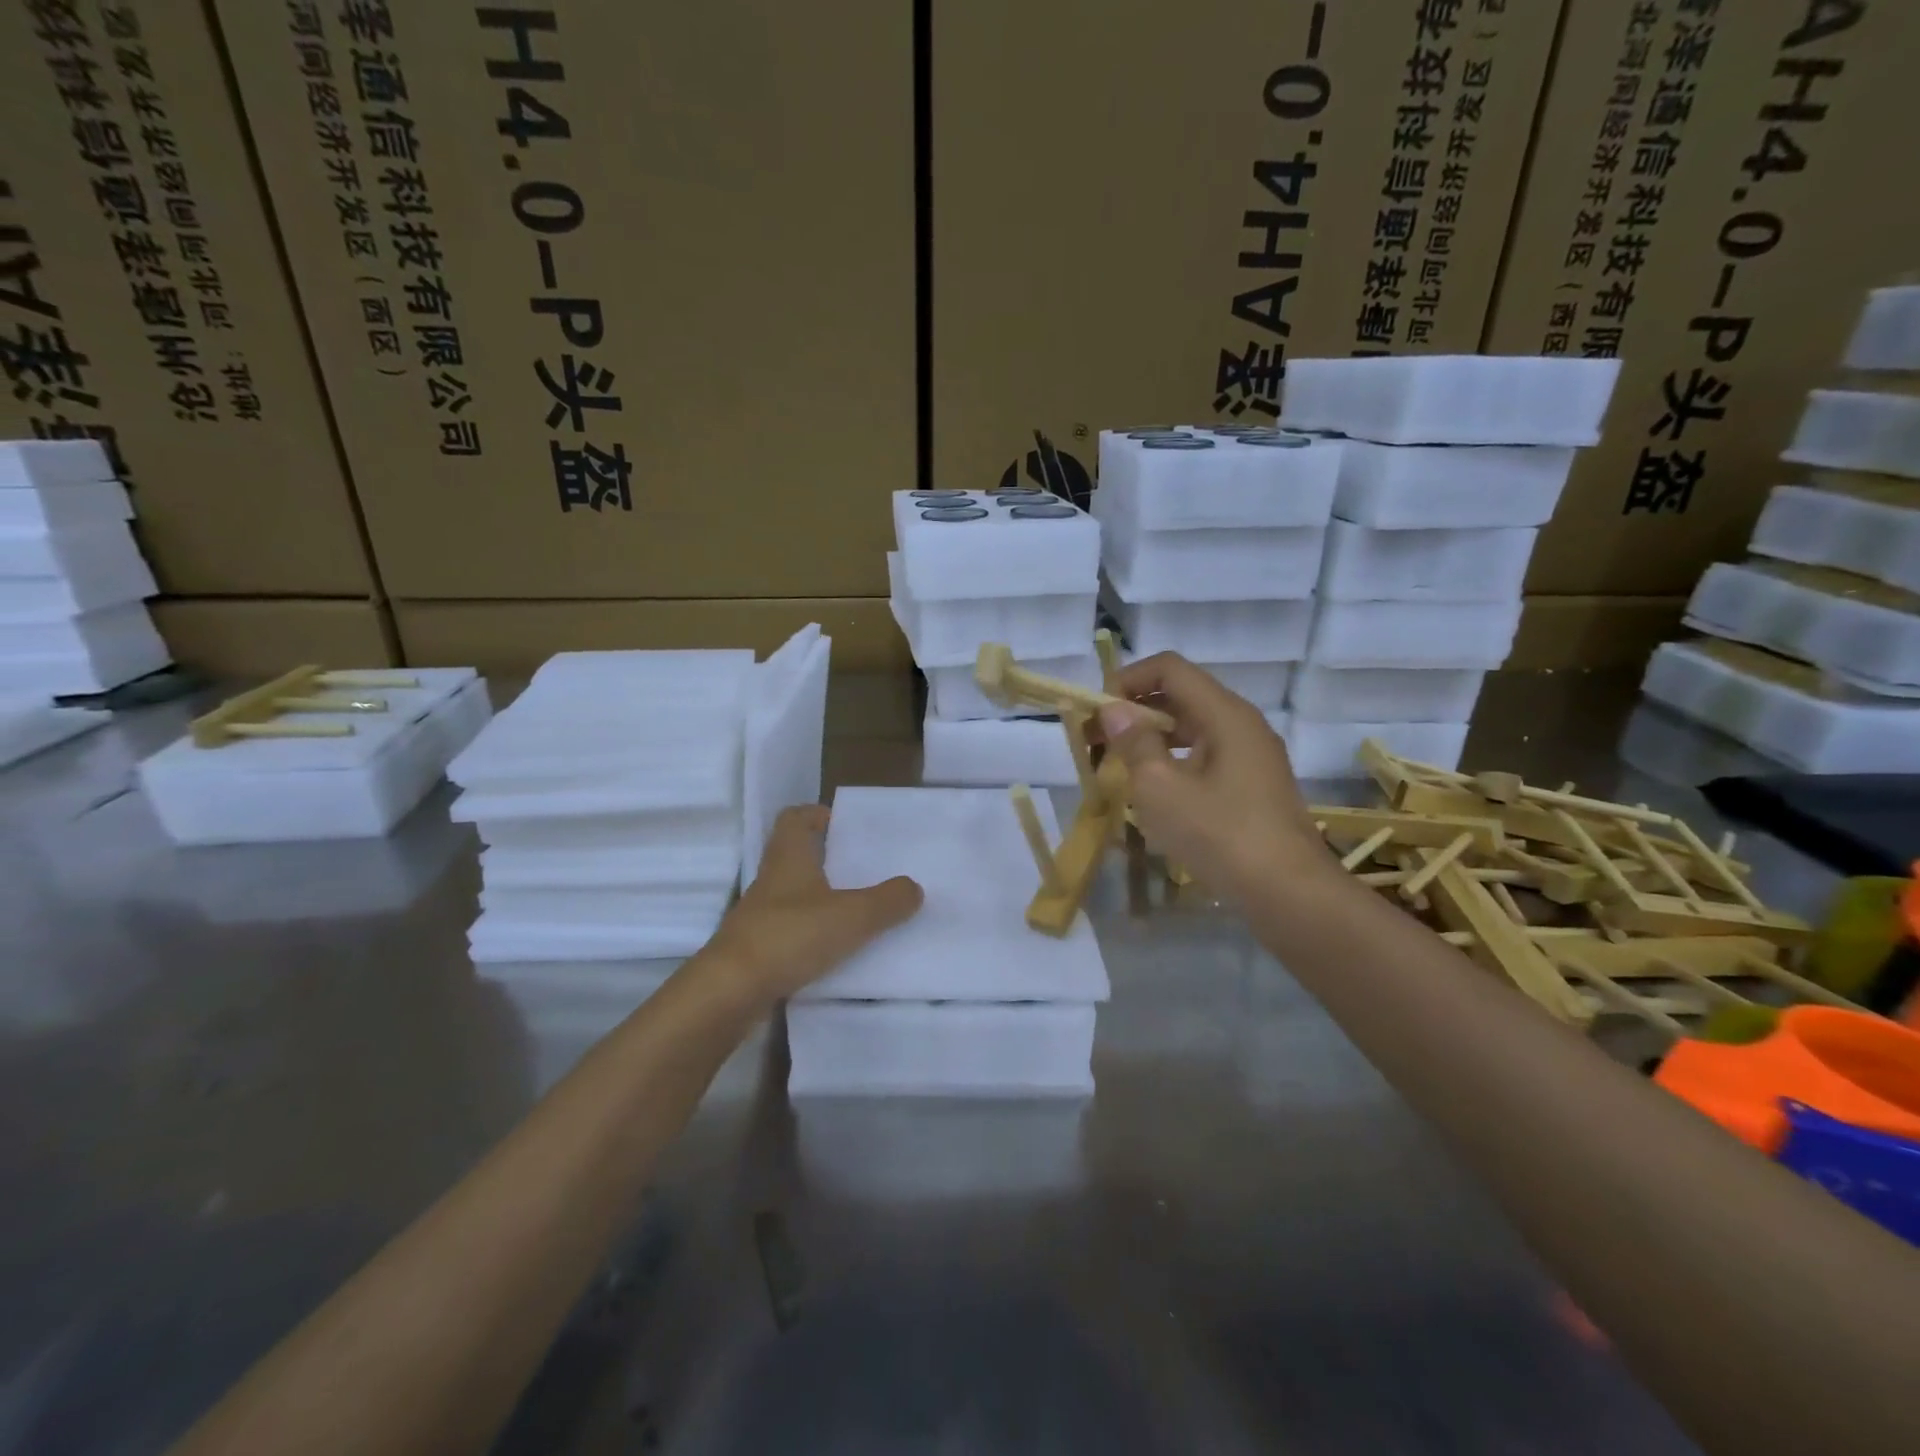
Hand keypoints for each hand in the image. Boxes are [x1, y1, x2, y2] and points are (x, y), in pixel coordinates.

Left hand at [705, 805, 922, 1004]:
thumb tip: (913, 887)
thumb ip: (888, 901)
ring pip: (793, 894)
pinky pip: (790, 929)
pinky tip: (836, 948)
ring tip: (858, 909)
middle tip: (861, 867)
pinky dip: (812, 932)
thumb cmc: (790, 936)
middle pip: (795, 855)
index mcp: (789, 857)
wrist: (731, 991)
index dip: (815, 815)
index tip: (840, 824)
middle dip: (825, 857)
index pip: (794, 819)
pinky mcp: (757, 948)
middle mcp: (771, 880)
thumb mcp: (852, 916)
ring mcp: (760, 915)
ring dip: (820, 896)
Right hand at [1097, 653, 1333, 898]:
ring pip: (1191, 729)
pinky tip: (1152, 794)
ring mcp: (1251, 757)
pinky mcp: (1252, 786)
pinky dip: (1172, 763)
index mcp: (1224, 714)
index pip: (1169, 669)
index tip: (1096, 712)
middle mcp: (1242, 725)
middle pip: (1180, 697)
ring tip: (1116, 769)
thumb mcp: (1161, 787)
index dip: (1127, 680)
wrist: (1288, 893)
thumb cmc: (1219, 834)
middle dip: (1133, 712)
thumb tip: (1113, 709)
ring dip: (1150, 740)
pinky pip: (1204, 757)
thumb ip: (1134, 742)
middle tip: (1095, 742)